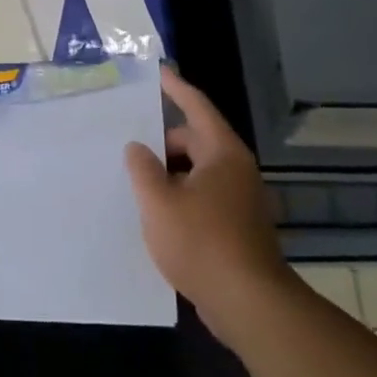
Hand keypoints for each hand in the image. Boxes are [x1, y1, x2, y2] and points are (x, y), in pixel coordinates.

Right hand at [127, 66, 289, 344]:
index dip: (175, 87)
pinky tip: (156, 215)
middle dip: (162, 141)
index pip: (196, 106)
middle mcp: (235, 170)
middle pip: (194, 140)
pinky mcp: (237, 227)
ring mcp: (240, 200)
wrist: (249, 304)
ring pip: (197, 172)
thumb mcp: (158, 201)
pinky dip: (180, 197)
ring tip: (136, 182)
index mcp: (222, 153)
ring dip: (168, 173)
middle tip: (128, 146)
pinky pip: (202, 197)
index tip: (157, 72)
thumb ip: (142, 168)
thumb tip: (138, 148)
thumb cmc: (201, 242)